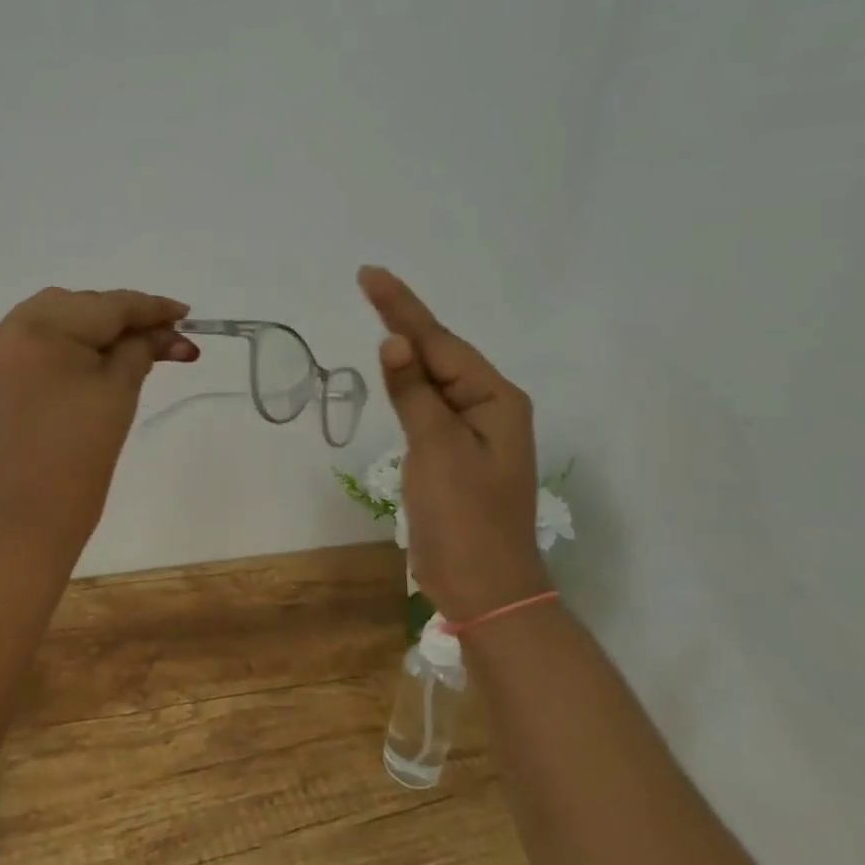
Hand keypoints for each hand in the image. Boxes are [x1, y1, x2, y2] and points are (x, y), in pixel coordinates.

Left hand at [0, 287, 197, 568]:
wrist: (29, 517)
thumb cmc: (81, 455)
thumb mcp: (119, 391)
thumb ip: (143, 347)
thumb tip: (166, 330)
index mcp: (36, 329)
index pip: (105, 306)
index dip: (150, 308)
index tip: (185, 312)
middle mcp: (4, 328)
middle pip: (79, 307)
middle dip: (124, 320)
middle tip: (168, 337)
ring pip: (56, 320)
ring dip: (96, 329)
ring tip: (138, 346)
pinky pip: (34, 341)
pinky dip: (66, 343)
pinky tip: (95, 356)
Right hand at [358, 266, 546, 620]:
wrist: (485, 589)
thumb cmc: (466, 519)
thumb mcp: (437, 450)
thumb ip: (415, 393)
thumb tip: (394, 342)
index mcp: (495, 400)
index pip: (439, 342)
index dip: (402, 308)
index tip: (370, 275)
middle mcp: (488, 408)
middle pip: (439, 353)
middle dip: (405, 320)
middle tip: (369, 284)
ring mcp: (473, 432)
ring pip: (434, 378)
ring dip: (407, 349)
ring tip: (379, 314)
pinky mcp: (455, 454)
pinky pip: (429, 405)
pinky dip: (408, 385)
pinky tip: (396, 371)